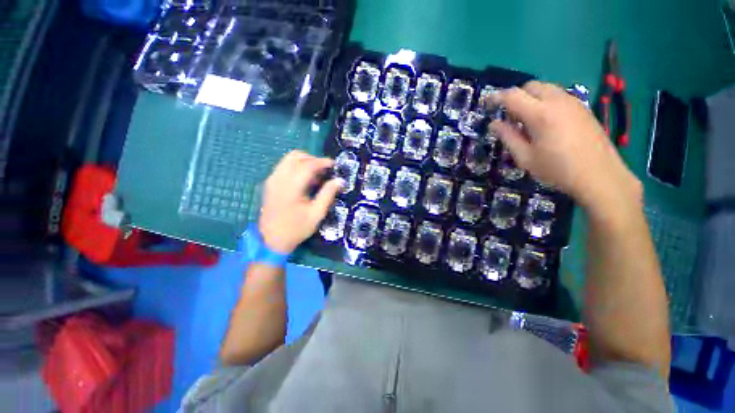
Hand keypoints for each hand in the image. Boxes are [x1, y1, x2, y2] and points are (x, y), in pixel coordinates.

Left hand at [259, 150, 341, 253]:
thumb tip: (340, 180)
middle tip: (325, 170)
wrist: (271, 240)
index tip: (334, 165)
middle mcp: (278, 178)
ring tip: (316, 175)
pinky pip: (284, 166)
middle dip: (313, 159)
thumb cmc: (296, 228)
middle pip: (296, 156)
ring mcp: (272, 179)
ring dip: (304, 162)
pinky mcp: (270, 182)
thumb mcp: (316, 213)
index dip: (322, 162)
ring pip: (289, 159)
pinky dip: (296, 167)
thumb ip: (328, 194)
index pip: (307, 165)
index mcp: (290, 187)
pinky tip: (304, 180)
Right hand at [489, 81, 641, 211]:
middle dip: (516, 96)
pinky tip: (545, 123)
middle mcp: (557, 101)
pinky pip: (558, 96)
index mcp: (540, 114)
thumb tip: (494, 124)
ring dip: (531, 98)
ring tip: (527, 121)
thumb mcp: (525, 157)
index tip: (487, 104)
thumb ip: (508, 137)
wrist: (599, 175)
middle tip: (510, 117)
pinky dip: (545, 102)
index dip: (496, 98)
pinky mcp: (582, 107)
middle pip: (530, 86)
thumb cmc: (557, 169)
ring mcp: (573, 102)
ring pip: (545, 89)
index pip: (512, 96)